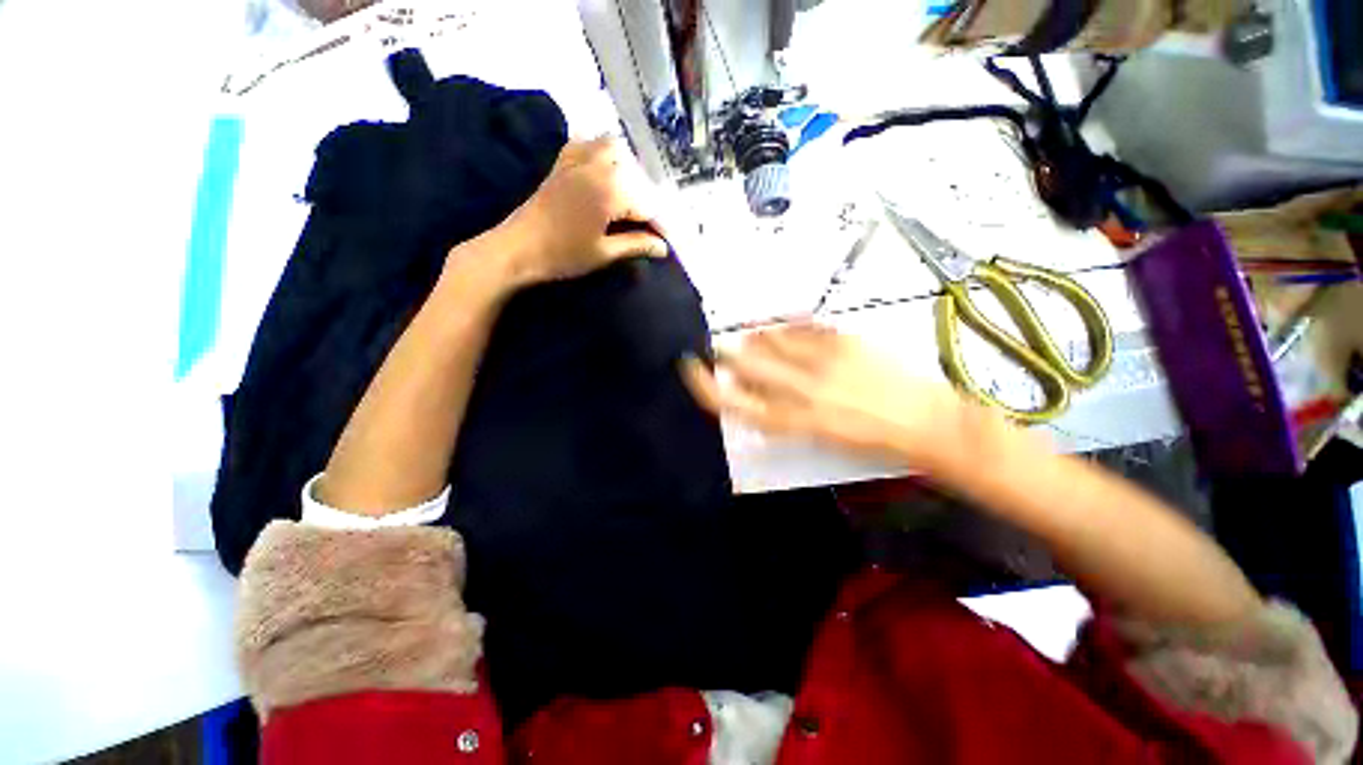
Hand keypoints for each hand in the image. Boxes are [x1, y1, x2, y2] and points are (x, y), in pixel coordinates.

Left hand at [486, 137, 668, 286]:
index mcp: (611, 191)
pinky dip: (597, 150)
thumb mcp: (604, 253)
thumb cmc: (563, 255)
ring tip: (629, 195)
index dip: (659, 226)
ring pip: (612, 149)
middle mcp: (598, 168)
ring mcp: (577, 161)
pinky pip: (584, 144)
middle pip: (634, 176)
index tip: (665, 242)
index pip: (646, 206)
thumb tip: (664, 248)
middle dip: (645, 199)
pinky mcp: (561, 164)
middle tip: (647, 225)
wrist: (517, 248)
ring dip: (626, 168)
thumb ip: (636, 245)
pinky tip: (602, 168)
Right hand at [682, 323, 969, 466]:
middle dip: (725, 354)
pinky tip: (784, 327)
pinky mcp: (845, 341)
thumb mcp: (819, 439)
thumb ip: (782, 416)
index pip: (735, 403)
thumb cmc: (871, 442)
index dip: (706, 386)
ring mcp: (823, 361)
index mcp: (794, 421)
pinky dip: (787, 326)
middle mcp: (802, 390)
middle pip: (746, 365)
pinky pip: (802, 327)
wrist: (928, 423)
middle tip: (720, 348)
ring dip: (755, 339)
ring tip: (754, 338)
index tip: (692, 369)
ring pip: (770, 341)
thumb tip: (754, 396)